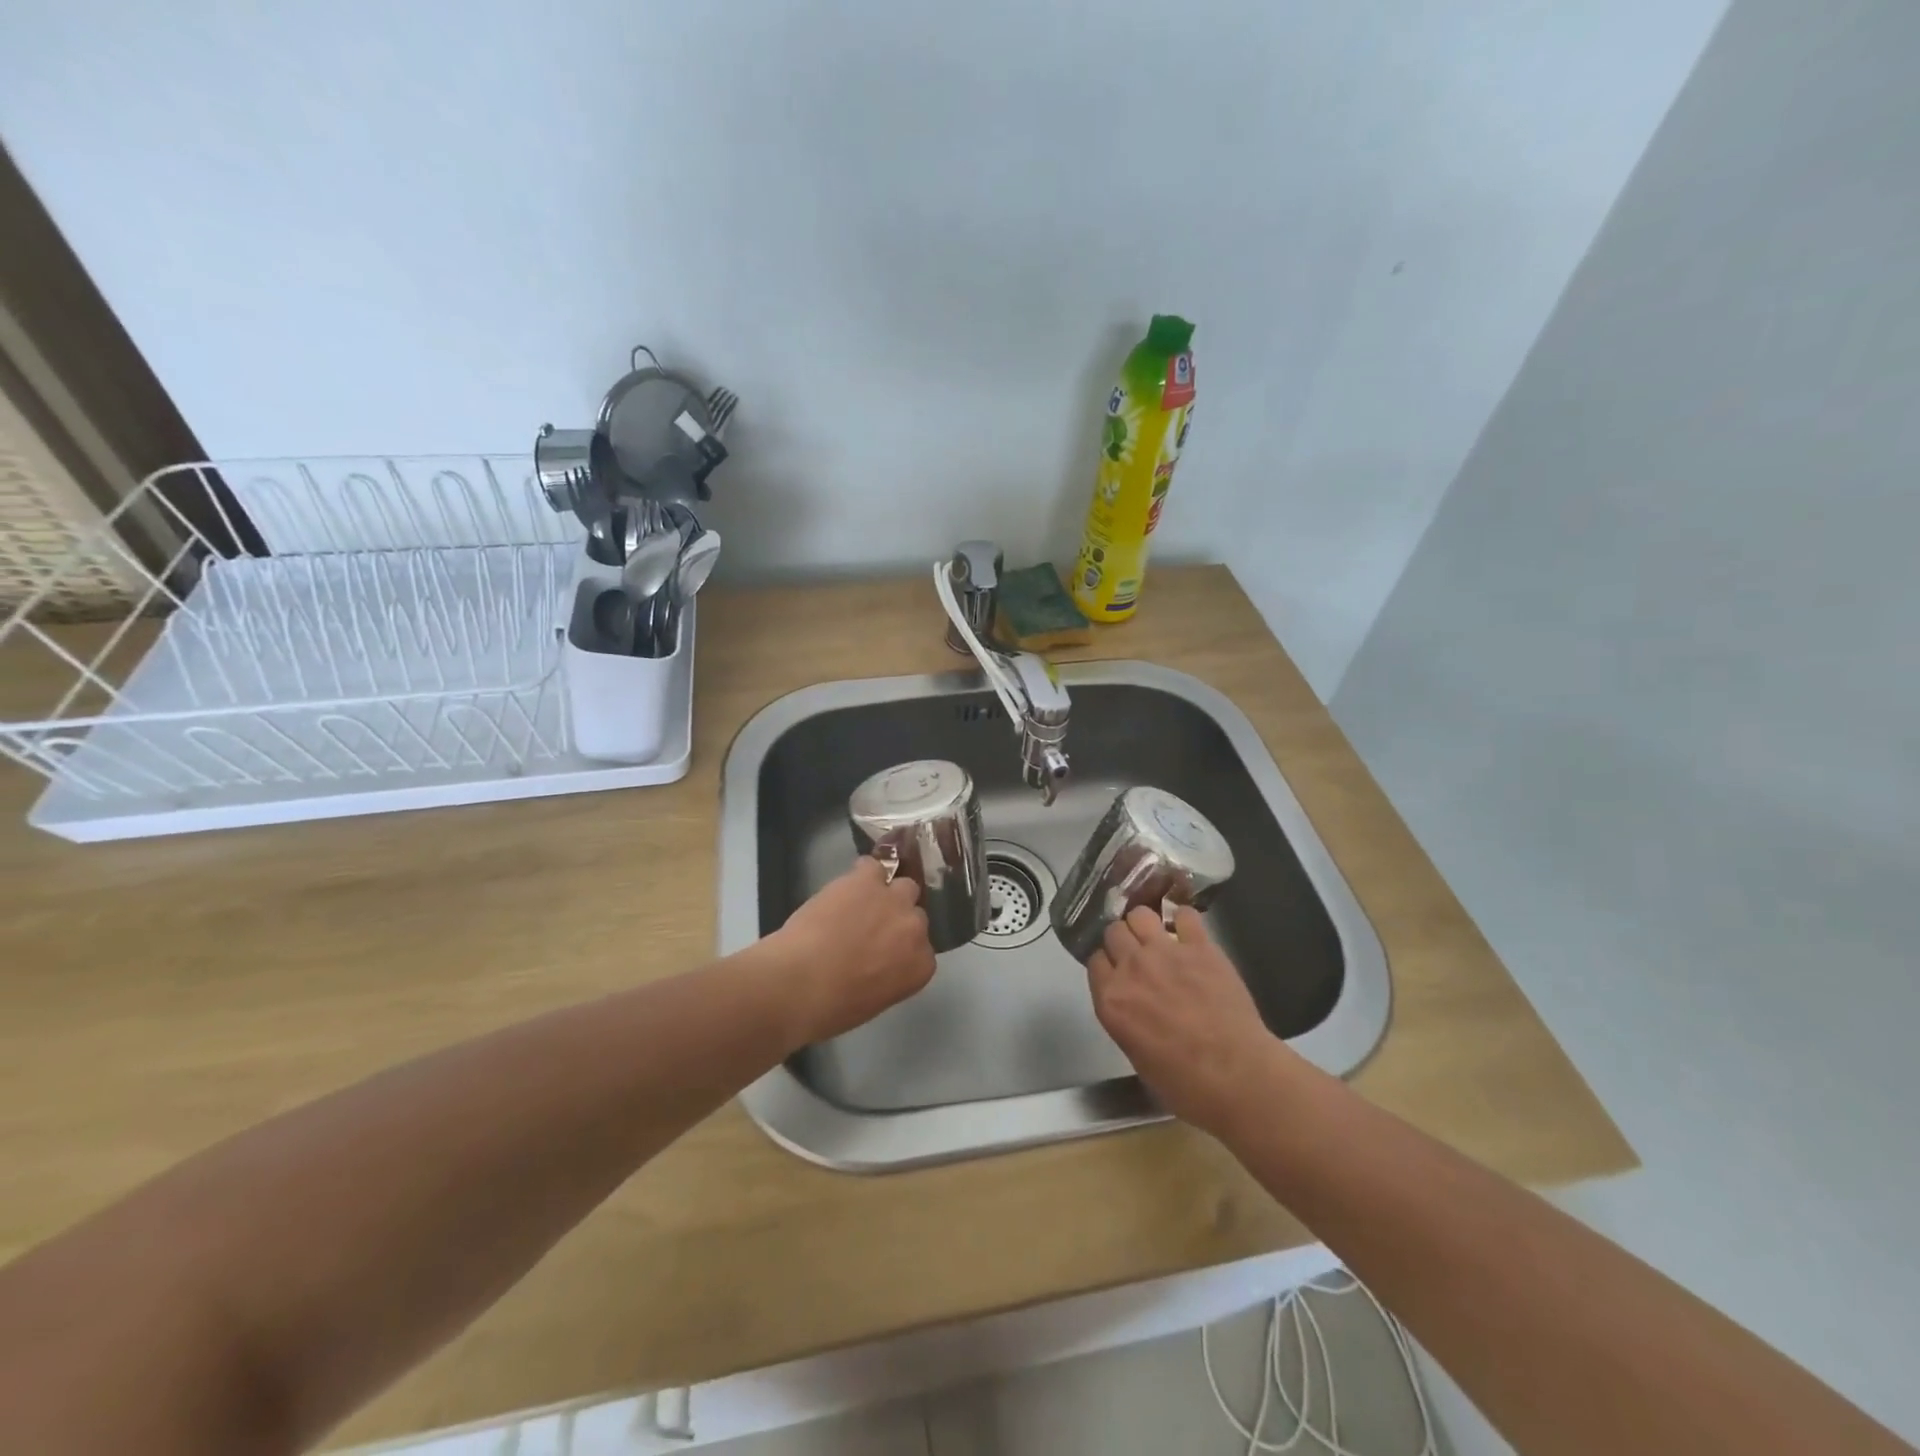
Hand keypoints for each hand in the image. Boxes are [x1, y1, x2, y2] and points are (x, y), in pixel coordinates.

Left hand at [769, 857, 935, 1043]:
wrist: (800, 983)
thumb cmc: (832, 1007)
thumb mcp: (873, 1000)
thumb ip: (889, 975)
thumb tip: (876, 961)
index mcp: (920, 966)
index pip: (922, 949)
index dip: (901, 947)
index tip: (883, 952)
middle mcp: (916, 929)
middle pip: (915, 914)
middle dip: (896, 920)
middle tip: (870, 929)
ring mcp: (894, 901)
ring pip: (903, 886)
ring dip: (886, 894)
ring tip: (859, 903)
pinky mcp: (868, 881)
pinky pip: (873, 867)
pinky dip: (861, 875)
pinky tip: (845, 887)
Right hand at [1086, 905, 1282, 1137]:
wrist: (1237, 1076)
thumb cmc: (1185, 1084)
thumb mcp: (1136, 1055)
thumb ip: (1125, 1019)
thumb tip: (1131, 1004)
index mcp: (1111, 999)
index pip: (1095, 960)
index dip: (1107, 964)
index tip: (1117, 971)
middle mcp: (1132, 968)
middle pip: (1113, 932)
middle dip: (1123, 940)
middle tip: (1138, 955)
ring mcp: (1165, 952)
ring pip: (1140, 914)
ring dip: (1146, 924)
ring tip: (1158, 937)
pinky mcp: (1200, 946)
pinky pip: (1185, 915)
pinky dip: (1184, 921)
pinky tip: (1189, 933)